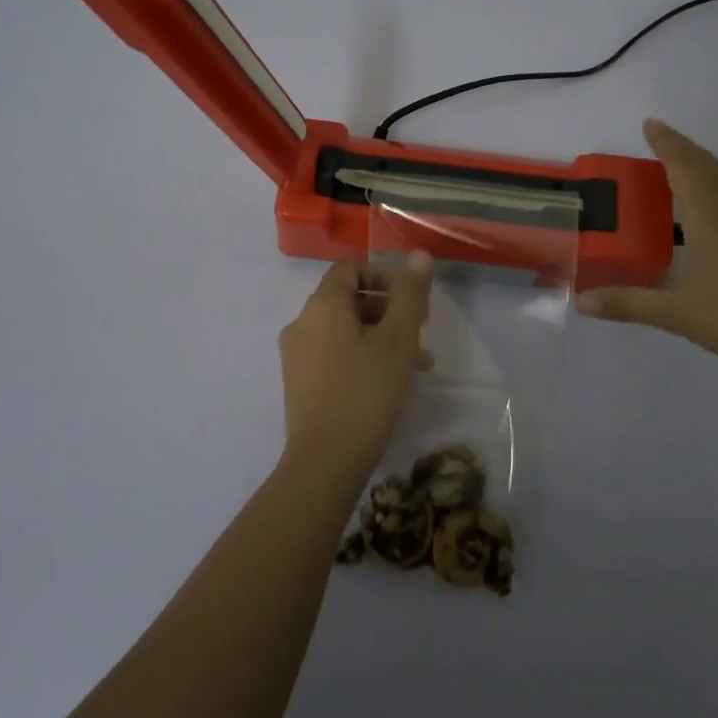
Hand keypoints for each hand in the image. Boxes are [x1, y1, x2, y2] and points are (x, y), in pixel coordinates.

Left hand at [278, 253, 432, 477]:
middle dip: (388, 309)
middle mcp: (302, 323)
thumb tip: (418, 255)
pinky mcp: (300, 383)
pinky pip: (334, 354)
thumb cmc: (366, 392)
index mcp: (322, 306)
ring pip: (345, 330)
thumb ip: (410, 294)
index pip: (350, 269)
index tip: (412, 300)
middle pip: (348, 300)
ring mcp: (297, 356)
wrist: (325, 462)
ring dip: (381, 336)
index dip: (384, 277)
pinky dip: (362, 356)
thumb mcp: (398, 339)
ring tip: (418, 362)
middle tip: (420, 331)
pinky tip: (391, 382)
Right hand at [576, 119, 717, 380]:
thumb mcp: (678, 314)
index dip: (667, 143)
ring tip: (687, 169)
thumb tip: (581, 302)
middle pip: (708, 165)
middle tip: (660, 140)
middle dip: (682, 149)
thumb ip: (629, 304)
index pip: (685, 166)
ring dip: (707, 166)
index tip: (651, 124)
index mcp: (712, 215)